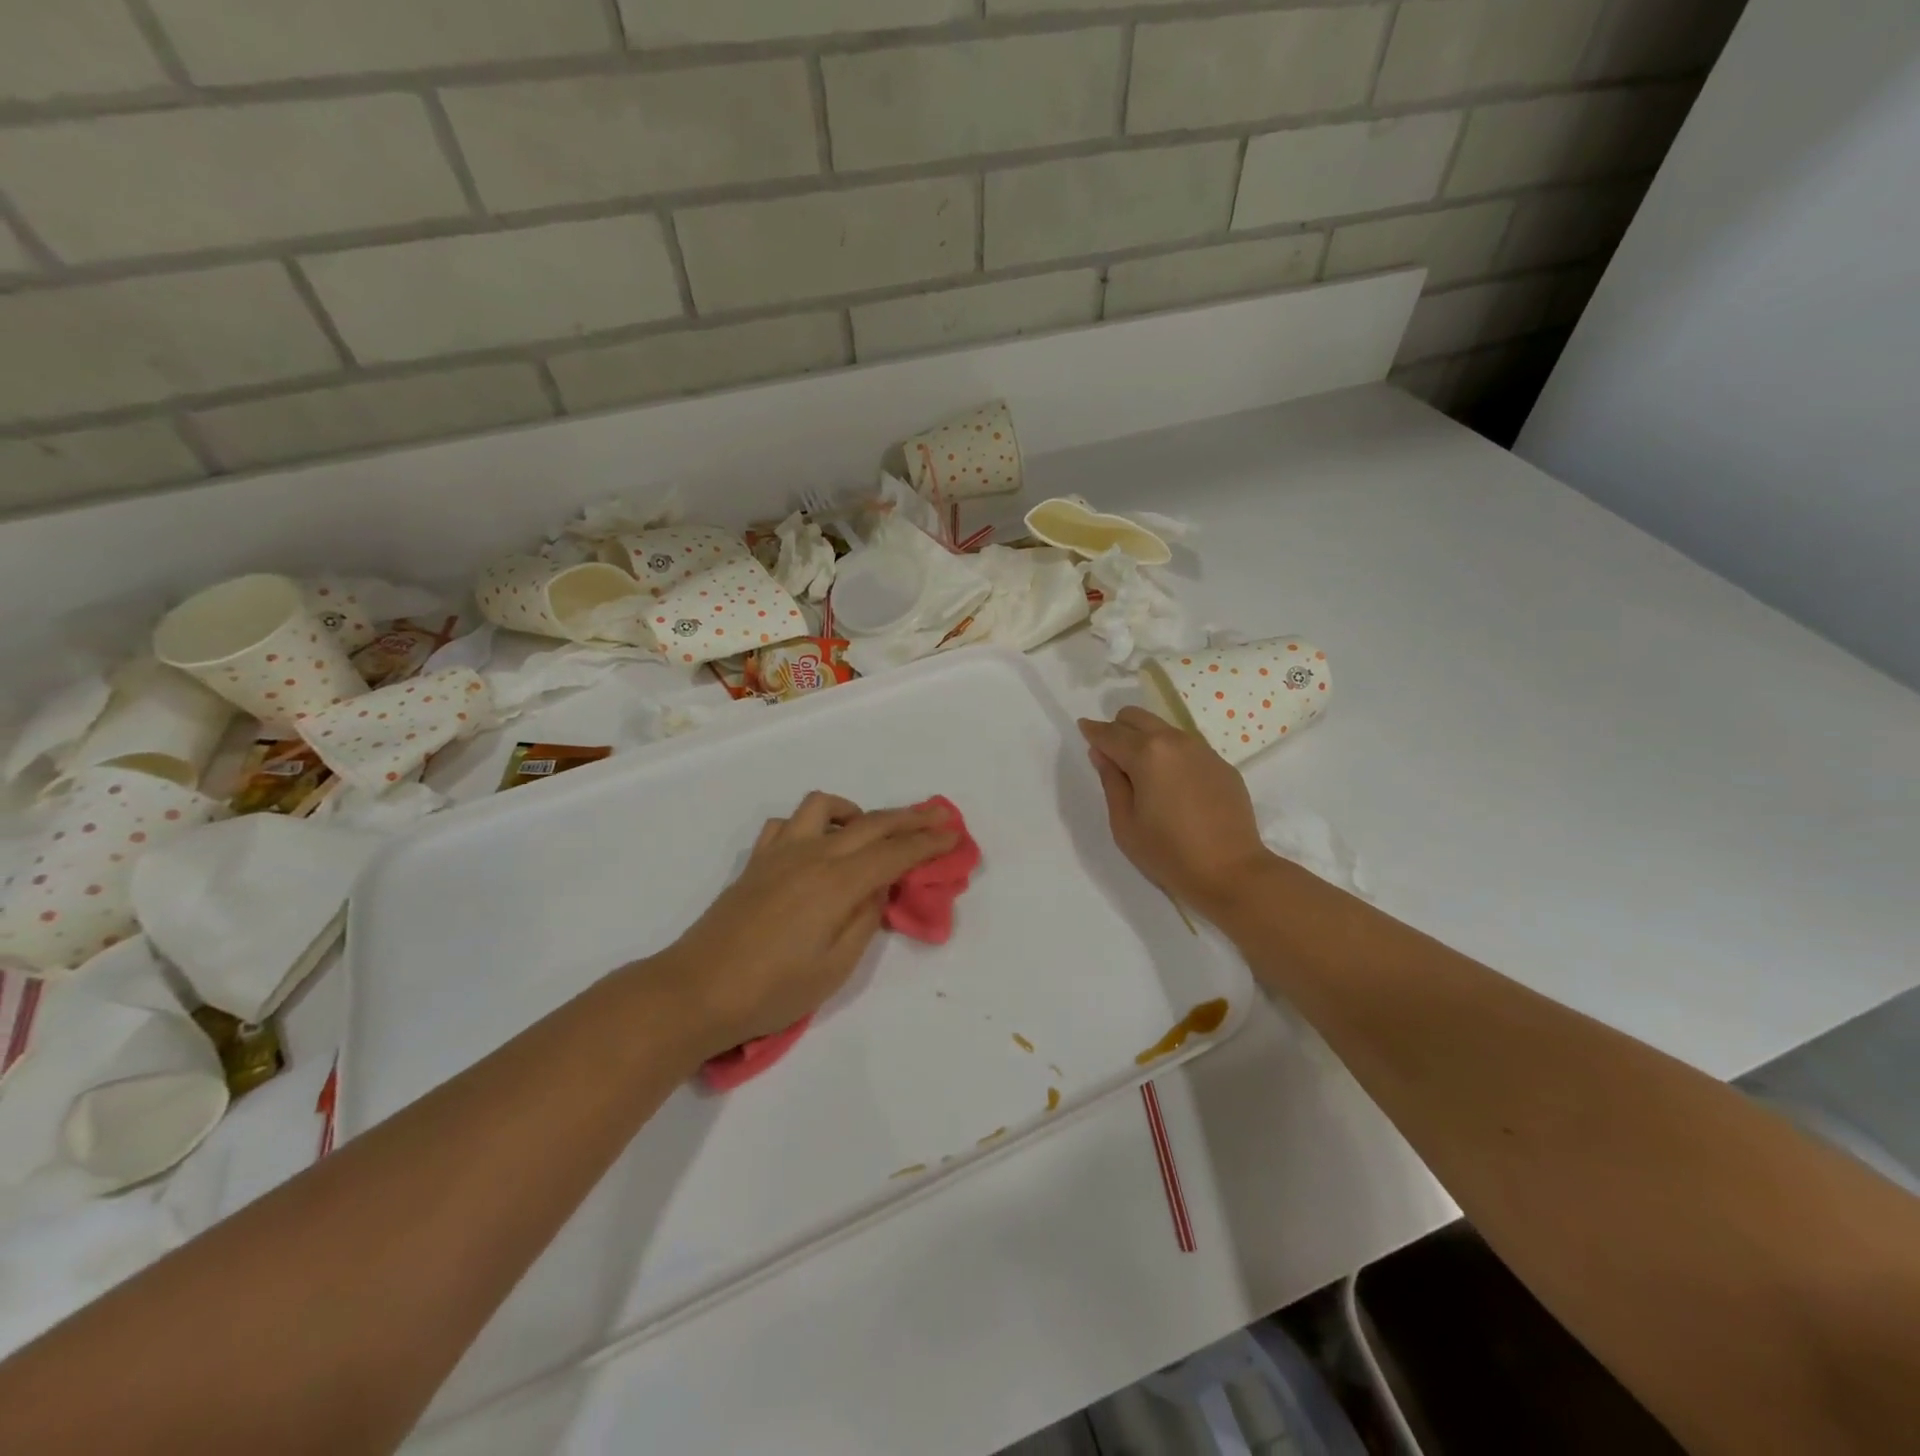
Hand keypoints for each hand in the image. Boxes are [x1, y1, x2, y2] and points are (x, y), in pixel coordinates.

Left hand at [654, 792, 957, 1057]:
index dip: (928, 842)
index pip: (894, 853)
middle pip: (870, 823)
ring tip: (870, 830)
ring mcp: (779, 853)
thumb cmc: (772, 990)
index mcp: (836, 883)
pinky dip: (811, 824)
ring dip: (855, 811)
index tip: (954, 834)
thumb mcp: (834, 967)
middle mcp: (811, 855)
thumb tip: (879, 887)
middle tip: (938, 815)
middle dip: (909, 818)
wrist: (696, 991)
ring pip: (823, 807)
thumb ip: (864, 919)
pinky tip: (817, 844)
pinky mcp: (756, 862)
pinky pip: (786, 824)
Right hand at [1079, 708, 1272, 917]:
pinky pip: (1187, 747)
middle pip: (1138, 717)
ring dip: (1147, 739)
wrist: (1231, 872)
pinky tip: (1174, 787)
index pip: (1110, 733)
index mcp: (1146, 754)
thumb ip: (1111, 781)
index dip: (1092, 731)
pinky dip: (1172, 755)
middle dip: (1119, 728)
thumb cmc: (1168, 853)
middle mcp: (1175, 742)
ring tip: (1144, 773)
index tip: (1083, 727)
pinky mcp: (1222, 765)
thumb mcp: (1125, 823)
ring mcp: (1203, 750)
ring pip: (1164, 729)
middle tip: (1112, 755)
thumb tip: (1102, 754)